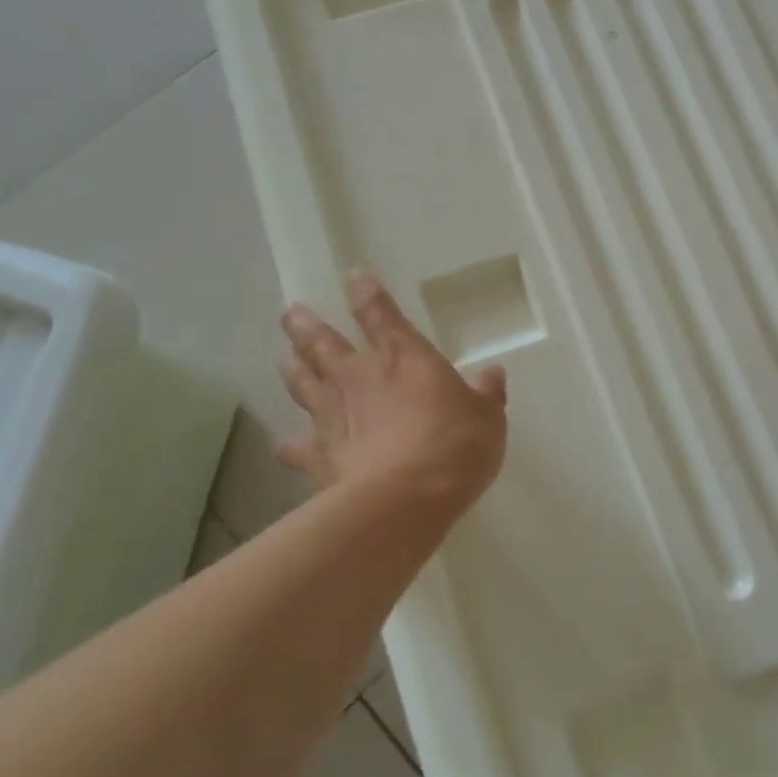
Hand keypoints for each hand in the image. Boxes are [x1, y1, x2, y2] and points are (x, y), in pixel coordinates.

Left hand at [277, 268, 507, 512]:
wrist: (405, 500)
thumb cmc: (454, 446)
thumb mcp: (488, 418)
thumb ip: (487, 394)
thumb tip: (492, 374)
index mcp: (404, 357)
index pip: (381, 314)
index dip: (367, 293)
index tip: (354, 276)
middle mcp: (360, 377)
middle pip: (324, 343)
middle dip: (306, 326)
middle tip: (290, 312)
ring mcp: (333, 416)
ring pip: (303, 383)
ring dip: (293, 368)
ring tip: (285, 357)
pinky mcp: (320, 456)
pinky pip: (298, 447)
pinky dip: (292, 445)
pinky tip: (286, 445)